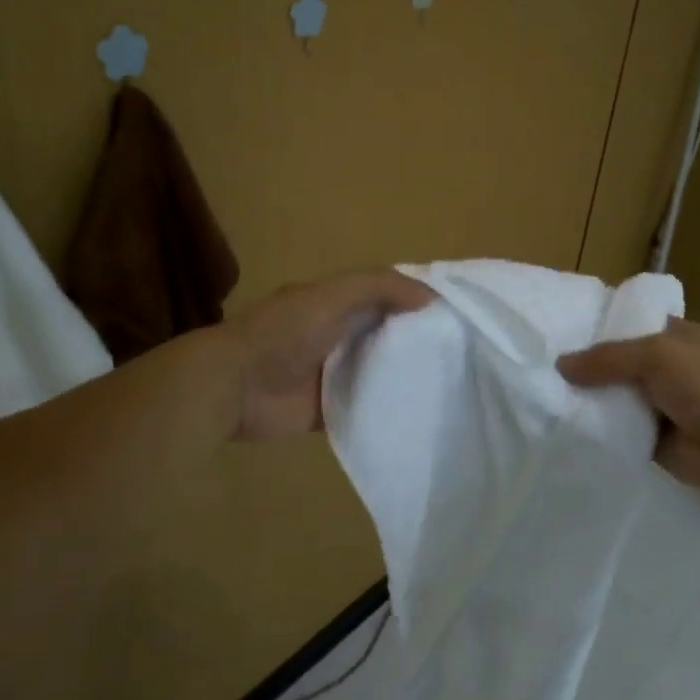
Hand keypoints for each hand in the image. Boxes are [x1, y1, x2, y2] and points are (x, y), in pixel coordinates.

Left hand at [225, 269, 434, 441]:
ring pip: (376, 371)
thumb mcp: (333, 295)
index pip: (383, 295)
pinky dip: (385, 409)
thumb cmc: (285, 332)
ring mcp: (330, 373)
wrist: (237, 387)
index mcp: (333, 302)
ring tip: (450, 381)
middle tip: (462, 351)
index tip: (455, 311)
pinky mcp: (328, 409)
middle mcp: (334, 334)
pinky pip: (363, 407)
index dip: (414, 299)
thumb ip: (380, 287)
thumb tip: (432, 297)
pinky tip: (418, 412)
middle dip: (415, 340)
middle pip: (383, 334)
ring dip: (403, 375)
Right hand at [558, 318, 699, 500]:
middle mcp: (666, 368)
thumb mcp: (656, 355)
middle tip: (542, 366)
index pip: (630, 324)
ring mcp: (659, 405)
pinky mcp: (652, 439)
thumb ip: (607, 358)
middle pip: (617, 363)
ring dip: (589, 400)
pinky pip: (618, 430)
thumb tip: (561, 365)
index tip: (560, 330)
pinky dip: (599, 430)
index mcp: (675, 337)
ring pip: (615, 398)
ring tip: (545, 396)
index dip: (599, 326)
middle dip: (587, 366)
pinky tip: (565, 427)